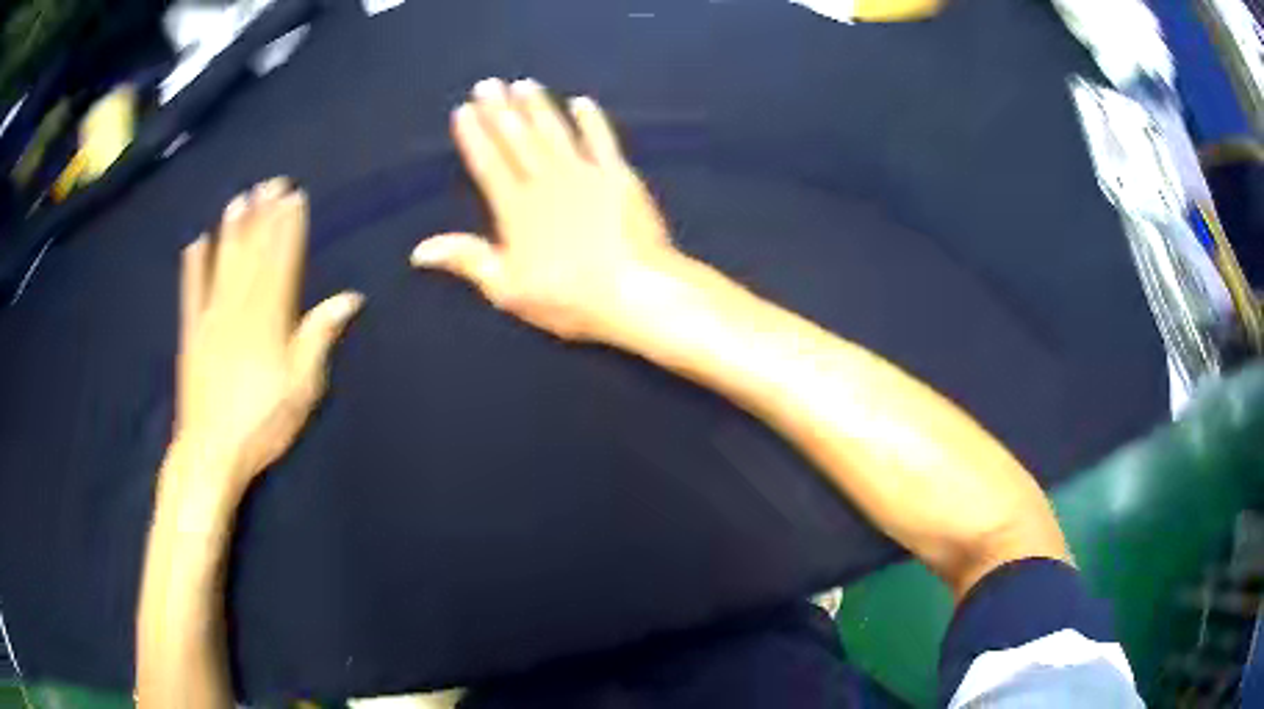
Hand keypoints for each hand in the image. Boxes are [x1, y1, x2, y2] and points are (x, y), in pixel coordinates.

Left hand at [175, 178, 362, 497]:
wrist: (211, 451)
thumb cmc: (262, 423)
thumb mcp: (302, 388)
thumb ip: (318, 338)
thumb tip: (348, 298)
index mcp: (269, 319)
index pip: (282, 261)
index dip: (289, 227)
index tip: (295, 197)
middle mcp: (238, 308)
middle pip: (253, 253)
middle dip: (263, 216)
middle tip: (270, 182)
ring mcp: (211, 318)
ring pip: (222, 264)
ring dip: (231, 229)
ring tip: (240, 199)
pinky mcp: (191, 333)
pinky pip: (191, 292)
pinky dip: (193, 266)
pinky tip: (195, 242)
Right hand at [411, 78, 683, 342]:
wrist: (635, 291)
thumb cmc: (567, 297)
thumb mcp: (507, 289)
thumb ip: (467, 260)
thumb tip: (419, 250)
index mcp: (516, 208)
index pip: (488, 164)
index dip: (474, 136)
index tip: (462, 110)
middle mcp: (546, 181)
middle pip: (518, 139)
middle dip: (500, 110)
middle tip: (487, 83)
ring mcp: (584, 175)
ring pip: (554, 132)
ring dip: (538, 107)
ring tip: (524, 84)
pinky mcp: (618, 176)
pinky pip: (601, 140)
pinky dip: (591, 121)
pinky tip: (581, 102)